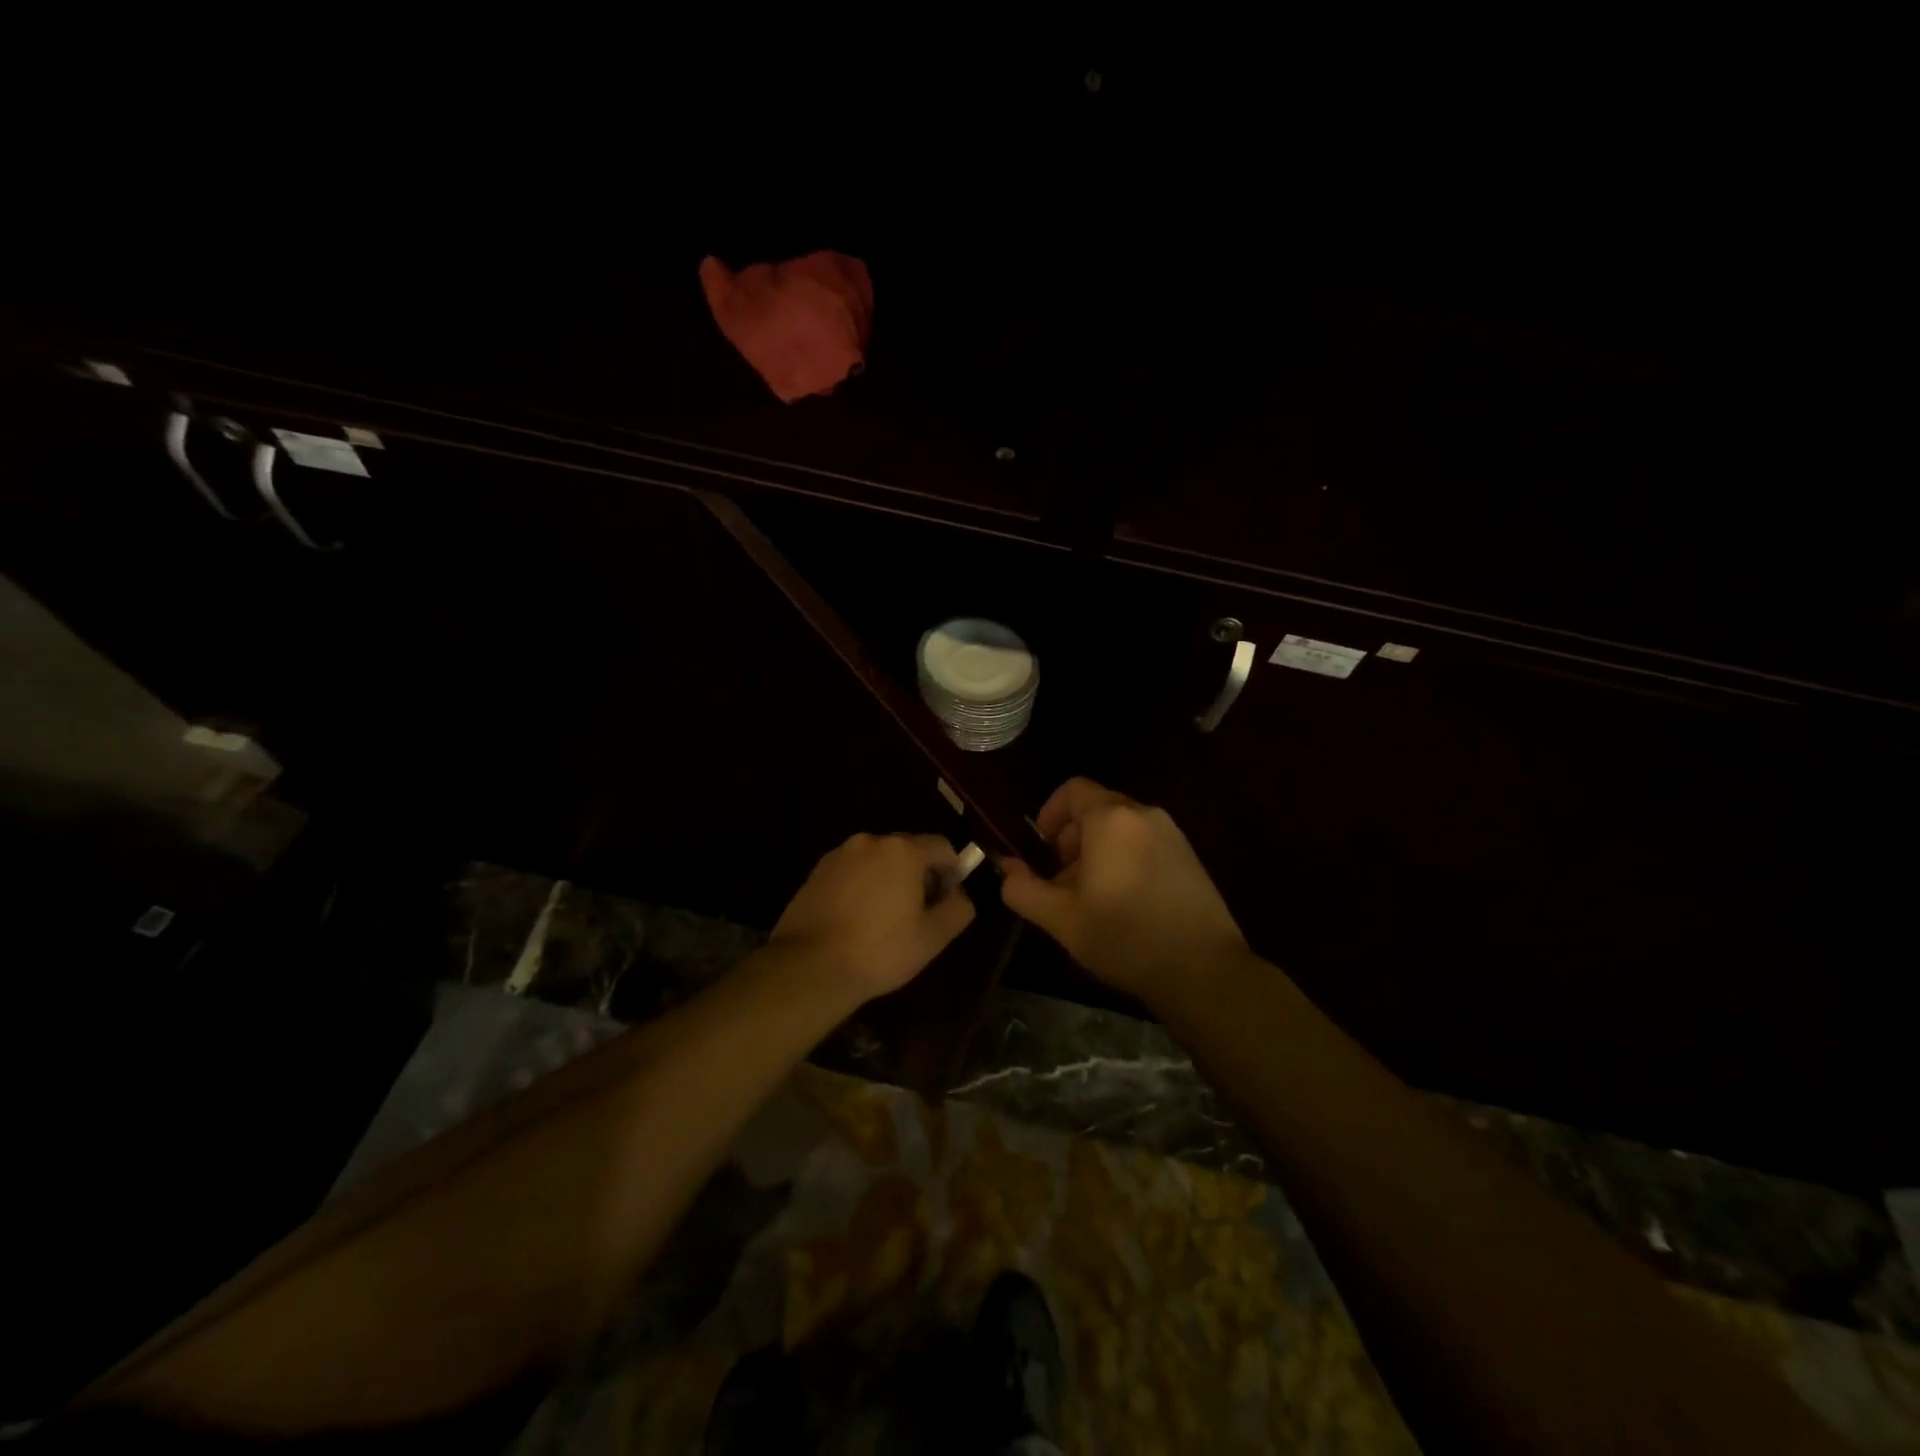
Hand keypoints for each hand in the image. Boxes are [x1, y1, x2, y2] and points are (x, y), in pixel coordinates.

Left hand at [770, 833, 976, 1002]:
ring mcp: (839, 854)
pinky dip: (861, 887)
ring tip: (884, 921)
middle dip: (919, 876)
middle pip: (908, 850)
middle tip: (917, 915)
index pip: (942, 847)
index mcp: (903, 850)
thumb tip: (959, 893)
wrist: (809, 967)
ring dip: (888, 881)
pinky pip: (852, 872)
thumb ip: (958, 907)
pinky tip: (856, 921)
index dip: (952, 872)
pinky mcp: (816, 871)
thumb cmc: (879, 950)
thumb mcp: (933, 937)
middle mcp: (870, 841)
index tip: (945, 903)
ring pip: (878, 861)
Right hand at [1000, 777, 1245, 1000]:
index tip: (1042, 849)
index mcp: (1112, 819)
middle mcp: (1145, 815)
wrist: (1203, 970)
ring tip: (1092, 898)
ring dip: (1098, 852)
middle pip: (1097, 809)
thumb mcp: (1061, 919)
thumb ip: (1023, 889)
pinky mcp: (1190, 858)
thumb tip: (1007, 870)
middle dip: (1072, 839)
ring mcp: (1173, 835)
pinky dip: (1125, 859)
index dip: (1050, 813)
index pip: (1072, 790)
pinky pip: (1145, 843)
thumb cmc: (1124, 937)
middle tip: (1063, 882)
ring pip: (1122, 828)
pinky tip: (1125, 905)